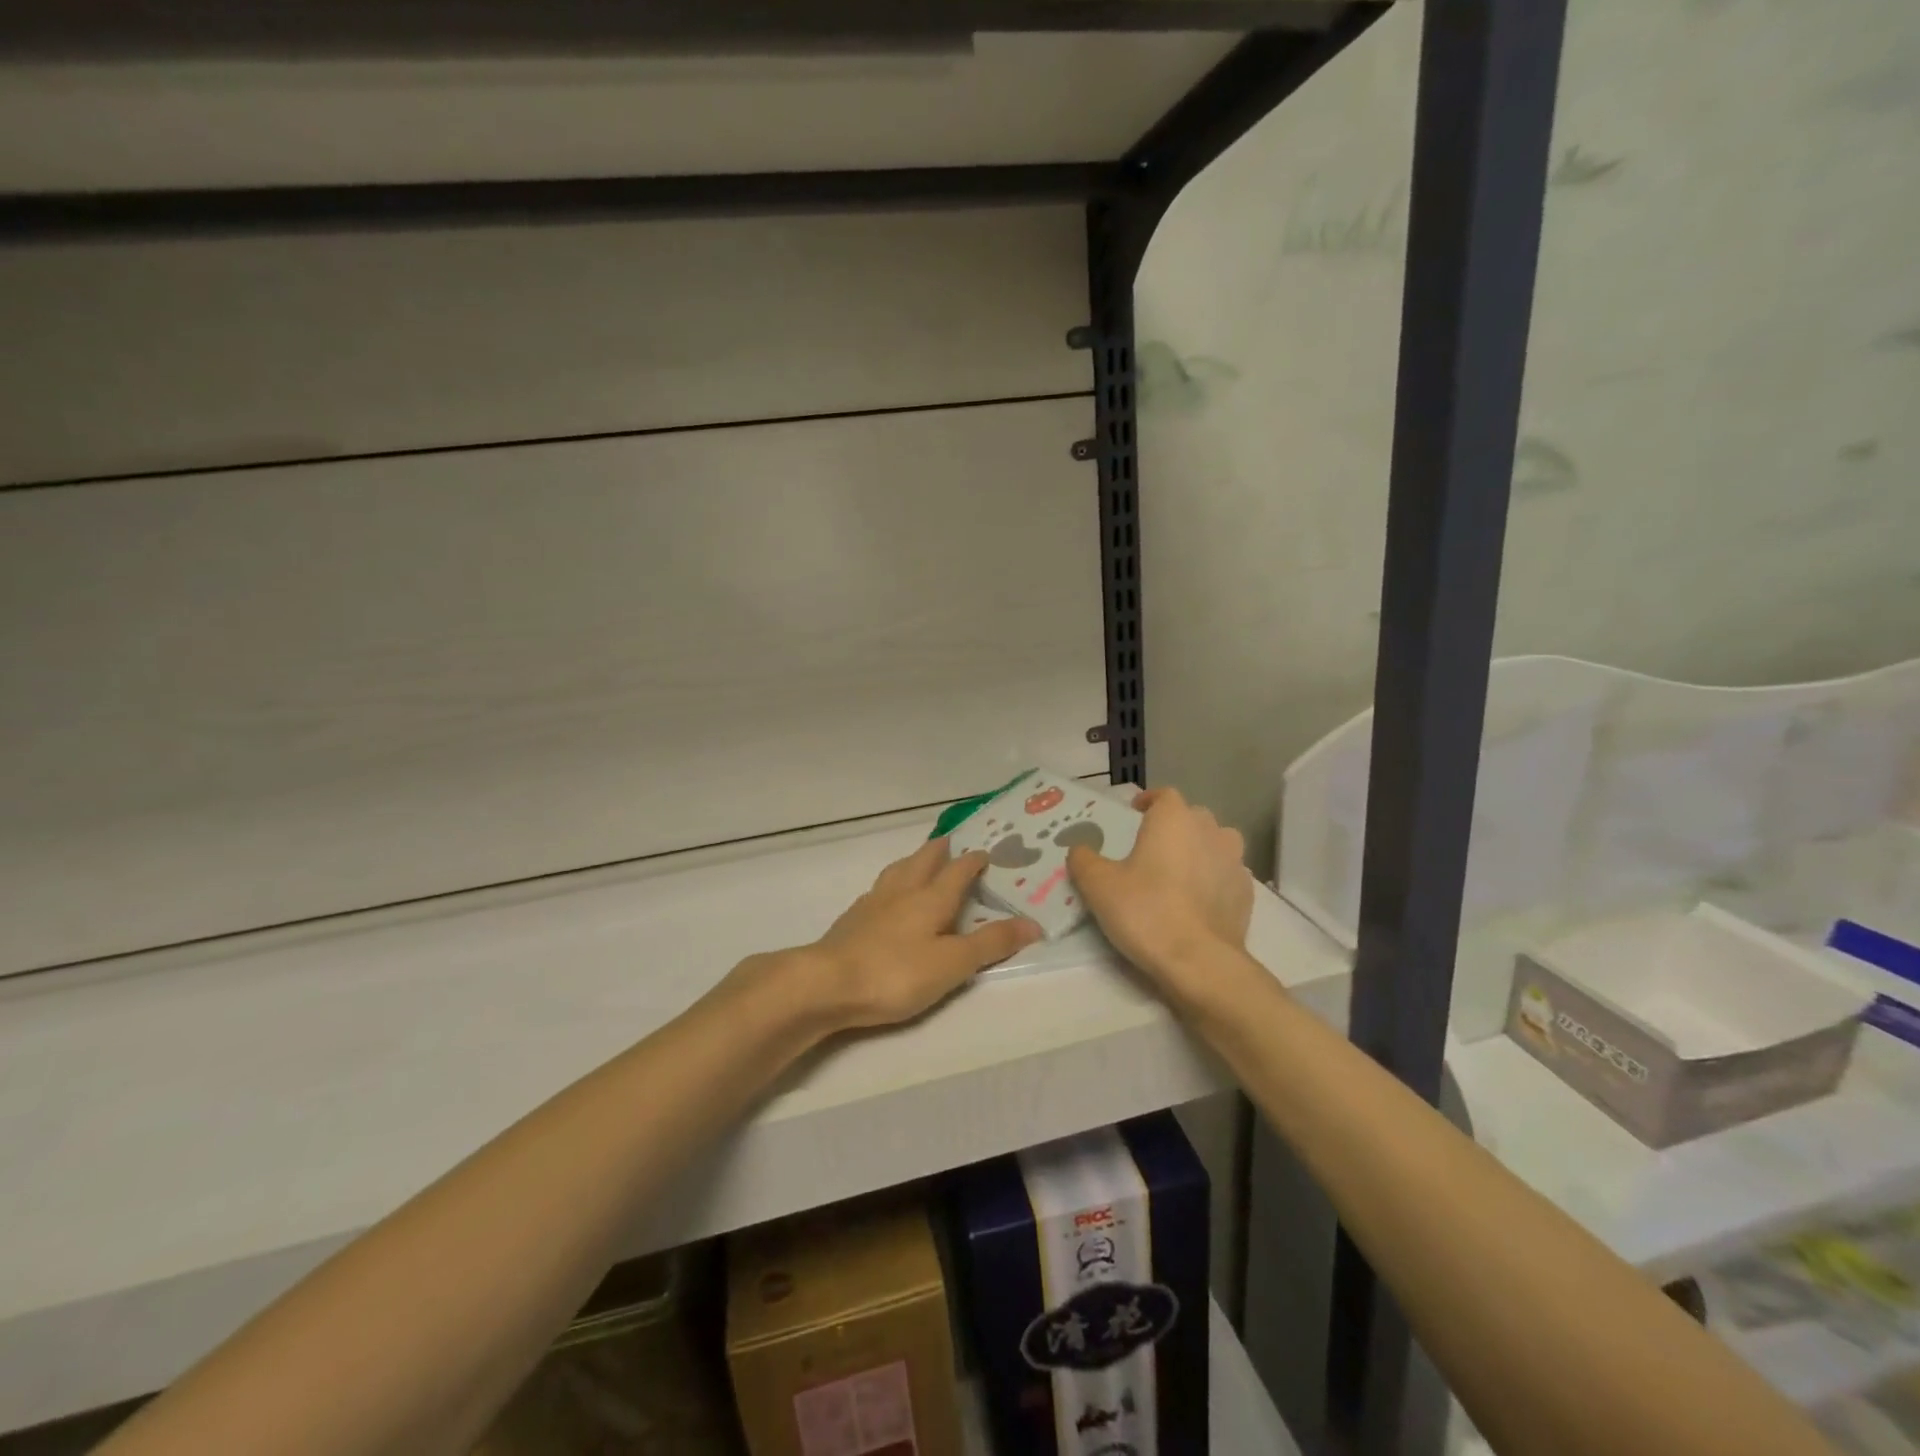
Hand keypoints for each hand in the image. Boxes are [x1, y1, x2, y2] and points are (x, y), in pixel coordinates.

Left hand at [801, 838, 1040, 1030]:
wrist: (826, 983)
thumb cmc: (896, 973)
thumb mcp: (953, 963)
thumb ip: (991, 943)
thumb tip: (1033, 923)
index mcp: (931, 898)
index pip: (957, 871)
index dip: (973, 861)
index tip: (985, 853)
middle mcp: (902, 891)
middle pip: (923, 860)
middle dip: (940, 851)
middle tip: (951, 842)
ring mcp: (872, 903)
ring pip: (897, 871)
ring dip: (912, 861)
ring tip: (918, 860)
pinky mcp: (851, 920)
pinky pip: (878, 890)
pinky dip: (890, 885)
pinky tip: (885, 897)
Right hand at [1067, 788, 1252, 994]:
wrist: (1199, 961)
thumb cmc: (1145, 911)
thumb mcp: (1098, 885)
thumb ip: (1084, 860)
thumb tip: (1080, 850)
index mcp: (1174, 819)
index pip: (1164, 795)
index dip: (1149, 801)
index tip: (1135, 814)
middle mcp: (1210, 830)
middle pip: (1191, 817)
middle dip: (1173, 826)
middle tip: (1151, 848)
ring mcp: (1234, 861)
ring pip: (1216, 843)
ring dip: (1199, 850)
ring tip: (1179, 872)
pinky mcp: (1247, 892)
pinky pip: (1226, 875)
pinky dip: (1213, 879)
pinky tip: (1198, 901)